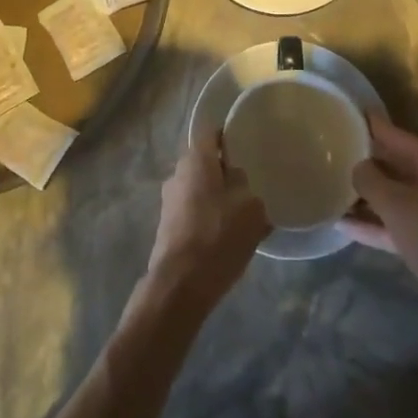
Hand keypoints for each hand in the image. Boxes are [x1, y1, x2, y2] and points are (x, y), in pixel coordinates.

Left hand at [145, 129, 270, 307]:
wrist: (181, 284)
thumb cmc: (218, 235)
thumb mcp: (250, 207)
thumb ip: (246, 186)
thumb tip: (236, 181)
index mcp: (196, 159)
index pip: (211, 133)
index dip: (227, 136)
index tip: (245, 146)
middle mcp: (177, 173)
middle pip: (204, 162)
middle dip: (223, 172)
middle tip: (248, 185)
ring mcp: (168, 200)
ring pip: (198, 189)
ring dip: (215, 197)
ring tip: (239, 216)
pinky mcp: (166, 226)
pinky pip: (192, 211)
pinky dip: (207, 218)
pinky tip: (224, 237)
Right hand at [343, 116, 417, 300]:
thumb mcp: (394, 203)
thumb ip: (369, 179)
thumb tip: (358, 168)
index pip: (396, 134)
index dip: (371, 124)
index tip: (348, 112)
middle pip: (396, 164)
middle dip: (366, 163)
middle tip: (334, 154)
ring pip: (397, 195)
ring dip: (368, 197)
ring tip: (333, 190)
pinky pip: (400, 222)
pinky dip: (377, 222)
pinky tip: (345, 226)